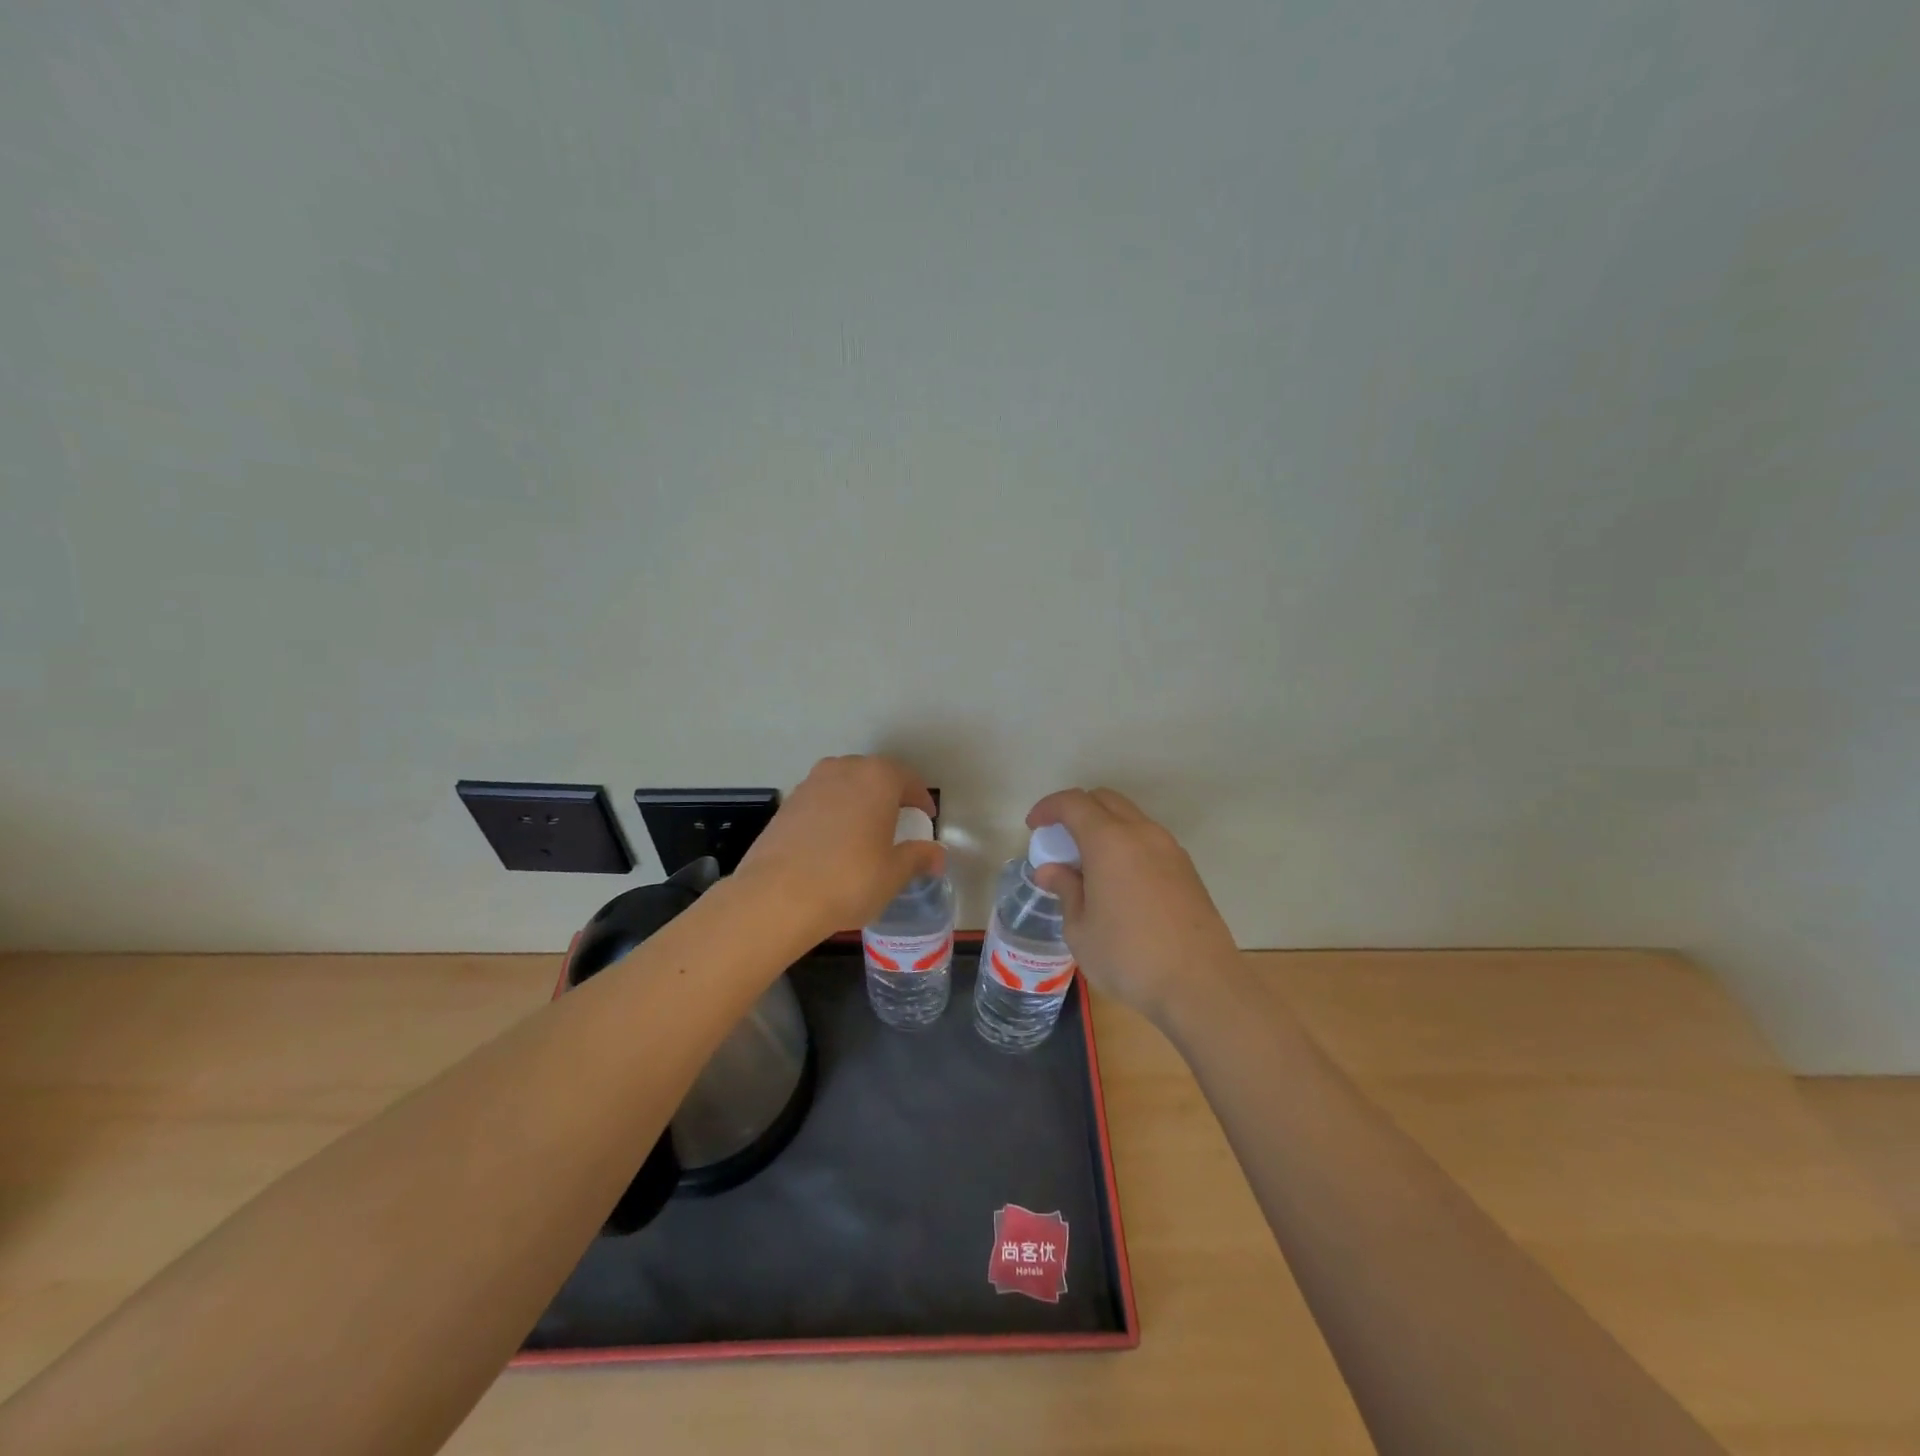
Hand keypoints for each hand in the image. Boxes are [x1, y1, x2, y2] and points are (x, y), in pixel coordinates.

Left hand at [738, 756, 944, 935]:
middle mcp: (843, 770)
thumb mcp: (894, 873)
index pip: (908, 780)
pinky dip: (833, 814)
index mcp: (877, 778)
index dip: (920, 799)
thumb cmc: (849, 880)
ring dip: (858, 802)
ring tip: (864, 832)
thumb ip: (919, 857)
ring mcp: (810, 784)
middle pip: (874, 776)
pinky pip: (820, 801)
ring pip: (844, 786)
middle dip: (888, 796)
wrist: (777, 896)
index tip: (926, 819)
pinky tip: (833, 843)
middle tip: (897, 822)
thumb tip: (937, 855)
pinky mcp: (786, 804)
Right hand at [1025, 788, 1239, 1023]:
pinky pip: (1148, 840)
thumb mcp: (1080, 929)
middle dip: (1076, 810)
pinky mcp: (1187, 869)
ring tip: (1087, 864)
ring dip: (1104, 827)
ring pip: (1130, 818)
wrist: (1201, 986)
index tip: (1034, 827)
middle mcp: (1142, 833)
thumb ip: (1065, 890)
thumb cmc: (1129, 957)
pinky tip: (1117, 881)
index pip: (1074, 803)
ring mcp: (1170, 849)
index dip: (1049, 808)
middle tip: (1059, 841)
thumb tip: (1050, 870)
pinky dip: (1126, 844)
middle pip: (1105, 800)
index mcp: (1110, 841)